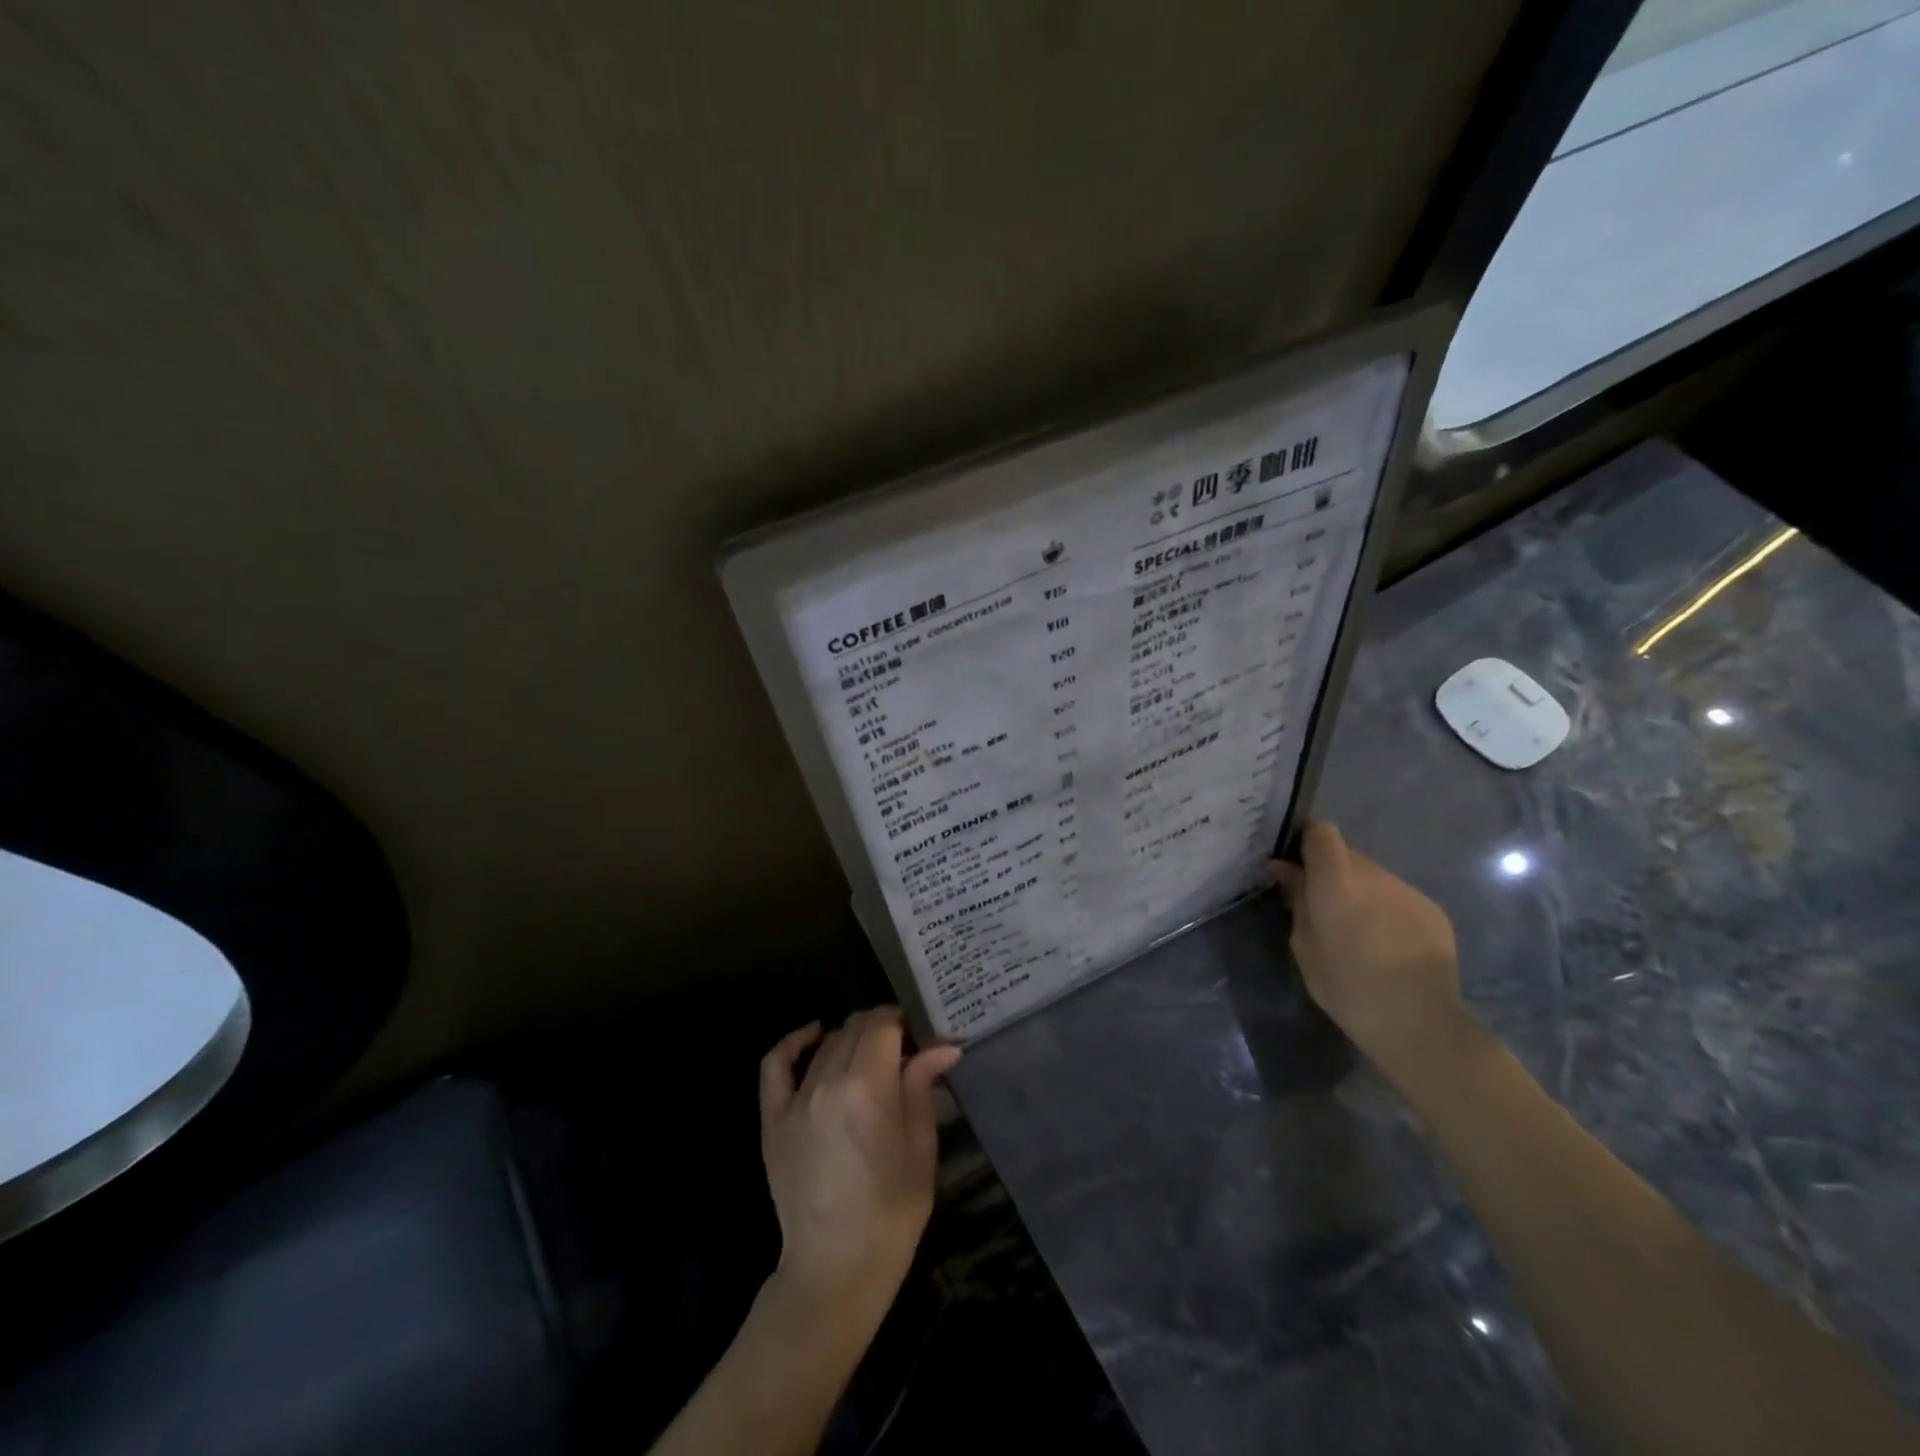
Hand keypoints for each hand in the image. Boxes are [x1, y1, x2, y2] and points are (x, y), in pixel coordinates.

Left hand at [758, 1008, 961, 1323]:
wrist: (836, 1269)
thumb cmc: (892, 1212)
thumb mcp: (921, 1147)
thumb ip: (923, 1086)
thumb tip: (943, 1045)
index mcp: (869, 1087)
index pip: (884, 1024)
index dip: (904, 1022)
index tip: (919, 1037)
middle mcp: (828, 1082)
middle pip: (855, 1027)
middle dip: (882, 1027)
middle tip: (901, 1049)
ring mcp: (795, 1100)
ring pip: (827, 1043)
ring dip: (851, 1039)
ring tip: (869, 1056)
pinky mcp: (772, 1119)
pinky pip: (776, 1065)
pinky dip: (795, 1042)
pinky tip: (814, 1034)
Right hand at [1266, 821, 1471, 1087]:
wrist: (1418, 1022)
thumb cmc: (1346, 986)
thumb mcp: (1304, 945)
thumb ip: (1297, 899)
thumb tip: (1285, 870)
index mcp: (1336, 880)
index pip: (1321, 832)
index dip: (1305, 840)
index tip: (1293, 863)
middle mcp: (1374, 875)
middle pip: (1346, 855)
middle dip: (1329, 872)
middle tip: (1319, 904)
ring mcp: (1407, 890)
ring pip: (1373, 877)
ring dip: (1358, 891)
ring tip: (1356, 930)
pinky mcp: (1433, 910)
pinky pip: (1397, 897)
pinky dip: (1384, 909)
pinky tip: (1385, 943)